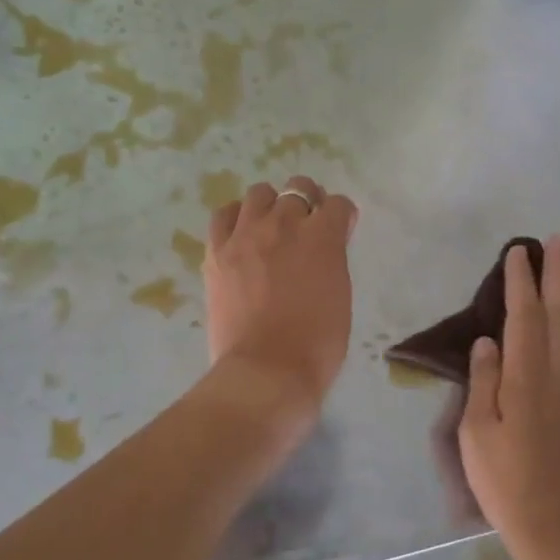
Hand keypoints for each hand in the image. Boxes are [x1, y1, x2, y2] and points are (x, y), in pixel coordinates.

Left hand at [204, 175, 358, 431]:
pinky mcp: (218, 251)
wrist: (267, 371)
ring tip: (270, 229)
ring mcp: (247, 234)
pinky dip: (235, 218)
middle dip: (308, 204)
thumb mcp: (340, 295)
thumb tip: (324, 248)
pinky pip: (224, 215)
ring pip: (260, 193)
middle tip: (305, 230)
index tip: (339, 232)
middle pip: (299, 188)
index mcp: (323, 236)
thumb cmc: (317, 344)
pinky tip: (241, 235)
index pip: (338, 204)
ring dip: (271, 205)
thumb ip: (332, 260)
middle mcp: (285, 223)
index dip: (341, 217)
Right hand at [459, 236, 559, 558]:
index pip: (525, 314)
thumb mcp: (477, 431)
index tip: (519, 252)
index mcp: (527, 374)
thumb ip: (484, 381)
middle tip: (559, 240)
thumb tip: (490, 339)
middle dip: (558, 272)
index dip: (521, 280)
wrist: (556, 522)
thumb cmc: (505, 477)